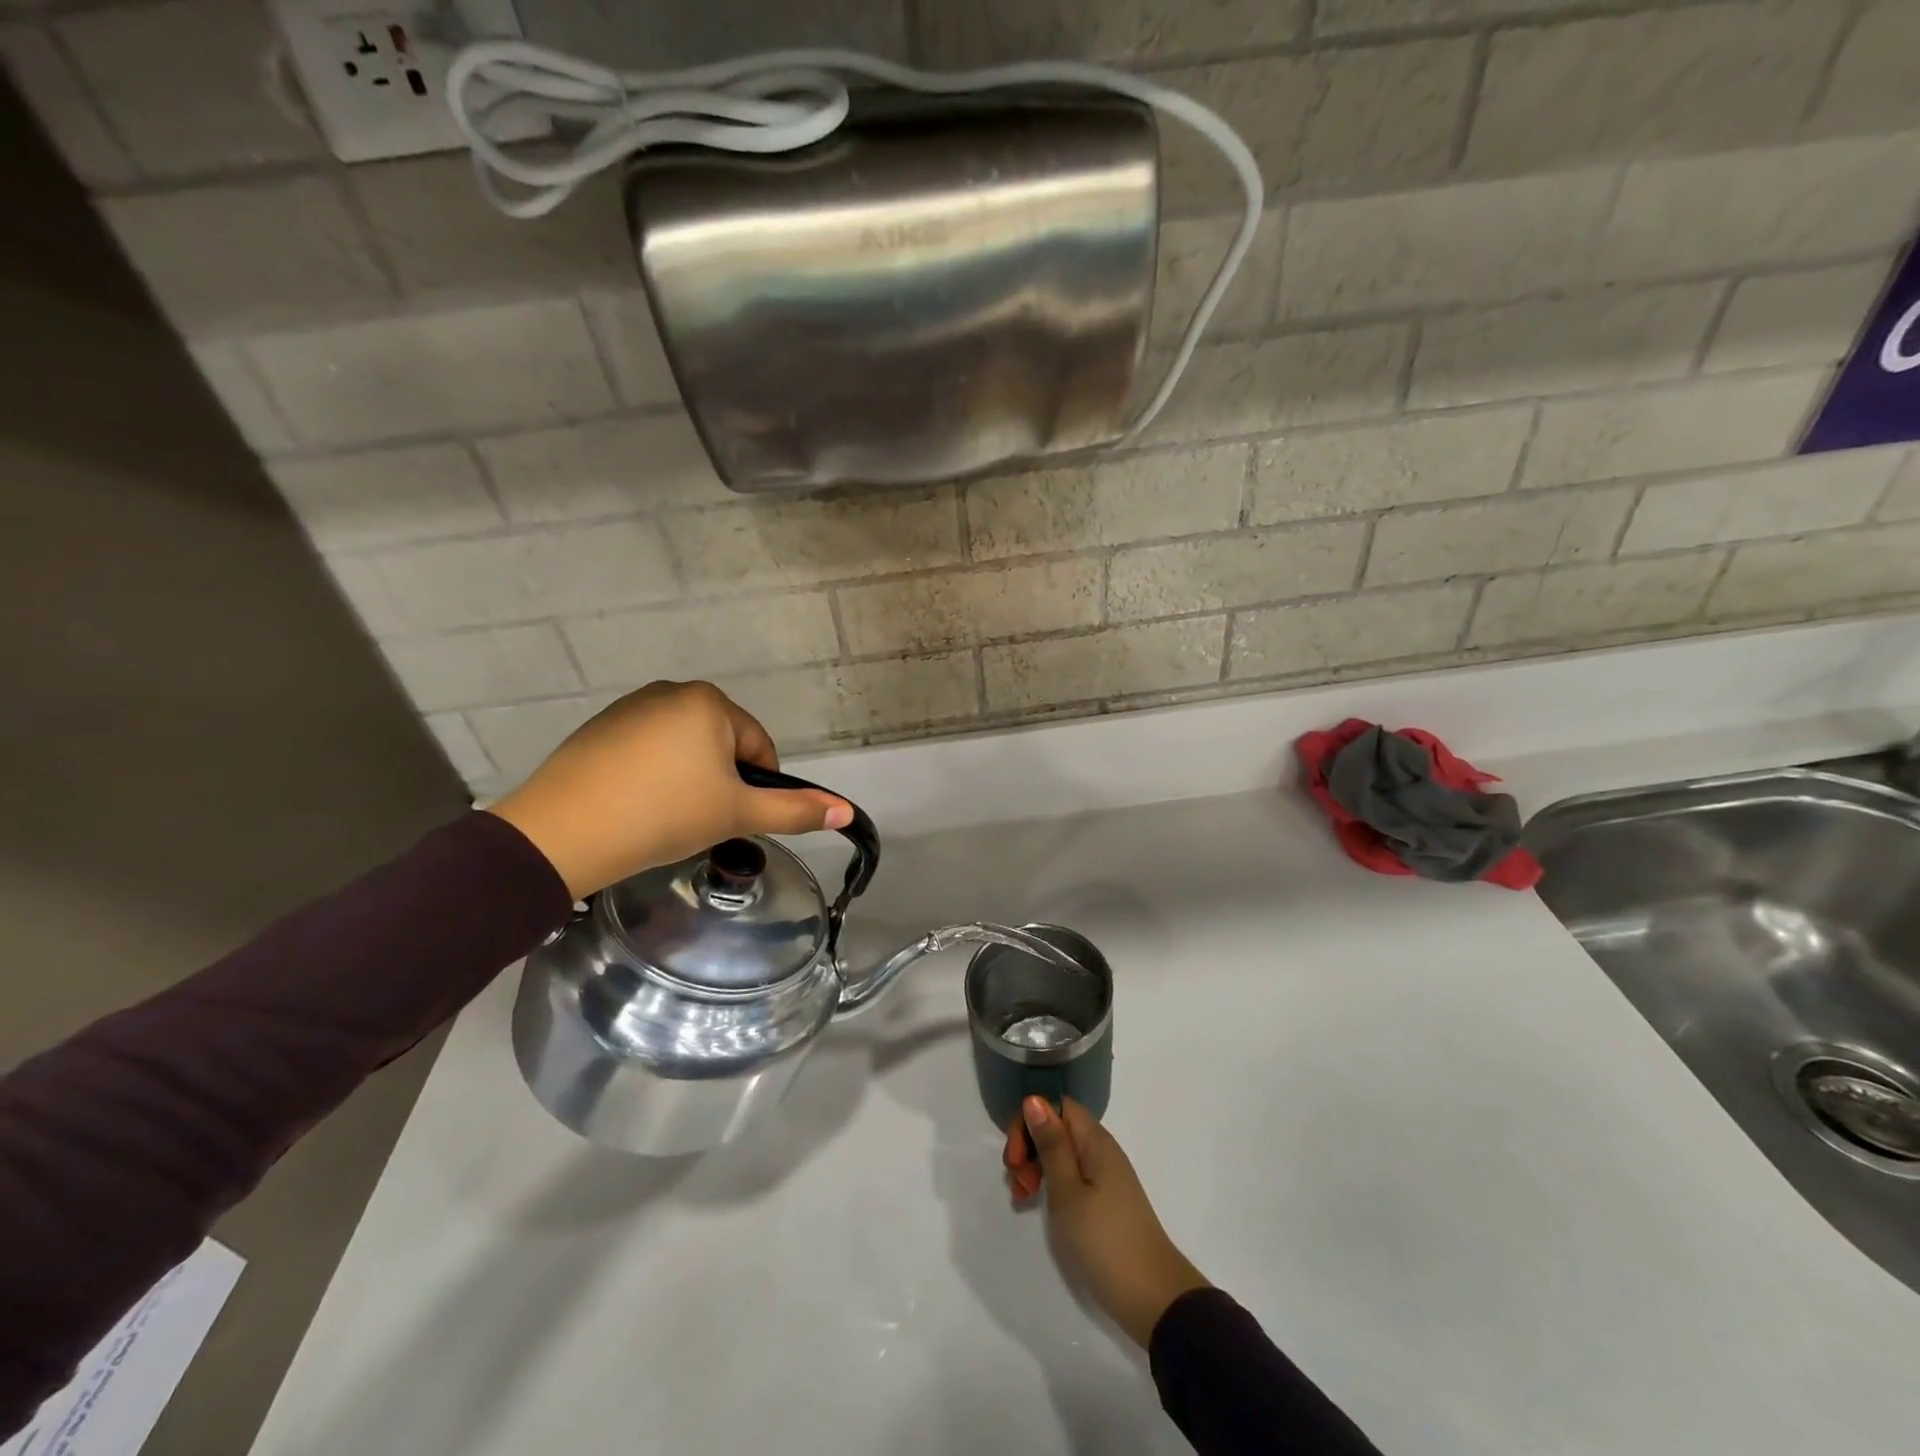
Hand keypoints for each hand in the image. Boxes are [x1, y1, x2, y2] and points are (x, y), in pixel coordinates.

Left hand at [486, 681, 852, 897]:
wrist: (563, 833)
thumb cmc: (664, 814)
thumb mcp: (737, 814)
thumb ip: (794, 811)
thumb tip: (847, 811)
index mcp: (709, 701)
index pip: (758, 747)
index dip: (756, 787)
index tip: (734, 818)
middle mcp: (671, 691)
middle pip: (721, 744)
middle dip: (720, 782)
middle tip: (699, 820)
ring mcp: (630, 707)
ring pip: (684, 748)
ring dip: (688, 779)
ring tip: (665, 816)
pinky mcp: (599, 729)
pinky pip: (647, 750)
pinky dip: (653, 775)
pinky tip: (636, 805)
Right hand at [1005, 1096, 1209, 1348]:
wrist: (1154, 1299)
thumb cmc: (1105, 1242)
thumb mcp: (1068, 1193)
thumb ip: (1050, 1145)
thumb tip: (1034, 1098)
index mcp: (1095, 1141)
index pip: (1056, 1105)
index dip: (1030, 1121)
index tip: (1015, 1157)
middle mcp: (1101, 1150)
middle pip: (1056, 1128)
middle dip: (1028, 1147)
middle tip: (1016, 1183)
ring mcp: (1104, 1176)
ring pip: (1060, 1154)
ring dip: (1035, 1168)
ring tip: (1021, 1198)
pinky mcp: (1104, 1200)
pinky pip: (1071, 1176)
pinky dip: (1050, 1185)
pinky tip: (1037, 1206)